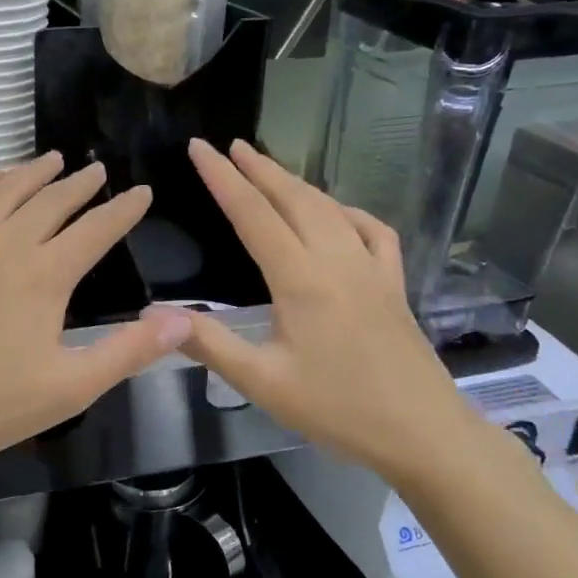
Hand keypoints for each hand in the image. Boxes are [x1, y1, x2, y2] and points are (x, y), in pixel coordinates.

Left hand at [0, 152, 193, 478]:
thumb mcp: (68, 389)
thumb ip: (128, 351)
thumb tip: (183, 319)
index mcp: (44, 276)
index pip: (96, 230)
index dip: (123, 209)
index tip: (141, 192)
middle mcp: (5, 244)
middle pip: (51, 202)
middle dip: (80, 184)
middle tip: (97, 171)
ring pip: (3, 191)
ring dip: (32, 172)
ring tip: (53, 160)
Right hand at [180, 140, 486, 485]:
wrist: (422, 432)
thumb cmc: (337, 408)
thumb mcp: (262, 381)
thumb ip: (208, 343)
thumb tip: (154, 314)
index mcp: (300, 278)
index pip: (252, 213)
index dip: (222, 177)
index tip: (199, 147)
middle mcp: (336, 259)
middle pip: (293, 197)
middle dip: (259, 167)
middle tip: (230, 145)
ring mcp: (371, 268)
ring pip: (329, 207)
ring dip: (295, 182)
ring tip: (269, 168)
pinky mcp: (393, 283)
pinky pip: (370, 230)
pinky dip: (347, 211)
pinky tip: (337, 214)